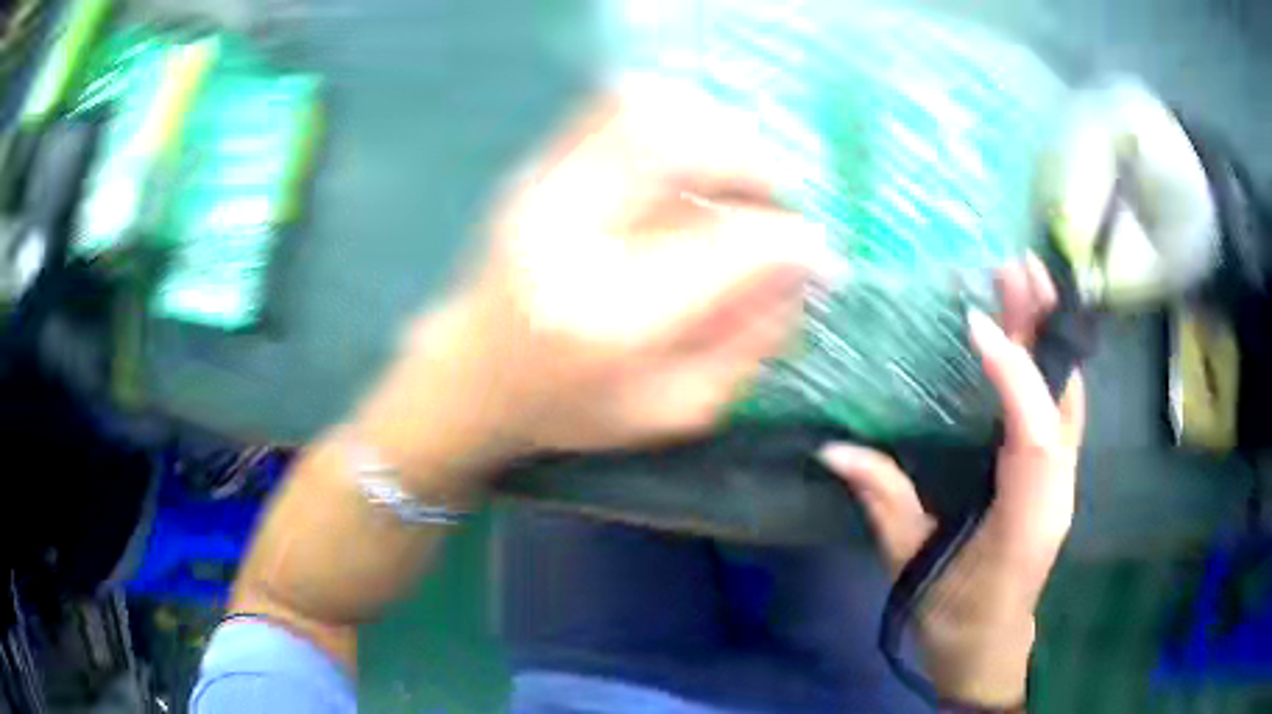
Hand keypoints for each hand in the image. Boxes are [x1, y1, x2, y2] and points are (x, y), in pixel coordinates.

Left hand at [368, 84, 825, 468]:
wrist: (469, 377)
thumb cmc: (571, 409)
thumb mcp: (676, 409)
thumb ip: (753, 342)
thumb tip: (807, 267)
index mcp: (612, 318)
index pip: (731, 245)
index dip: (793, 239)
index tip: (819, 251)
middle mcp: (571, 237)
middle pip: (682, 144)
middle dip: (755, 163)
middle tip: (777, 199)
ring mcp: (543, 190)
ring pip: (647, 109)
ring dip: (715, 133)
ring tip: (735, 178)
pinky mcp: (533, 169)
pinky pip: (611, 105)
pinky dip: (669, 115)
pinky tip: (686, 160)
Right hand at [818, 259, 1085, 706]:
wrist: (990, 649)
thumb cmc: (953, 618)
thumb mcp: (912, 568)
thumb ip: (884, 504)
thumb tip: (834, 449)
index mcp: (1026, 521)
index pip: (1032, 435)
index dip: (1013, 376)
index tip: (977, 325)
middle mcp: (1056, 491)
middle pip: (1062, 399)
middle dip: (1044, 330)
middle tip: (1017, 269)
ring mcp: (1062, 480)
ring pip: (1068, 397)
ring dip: (1049, 336)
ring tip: (1026, 282)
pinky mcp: (1055, 475)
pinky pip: (1059, 408)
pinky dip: (1048, 363)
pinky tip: (1030, 332)